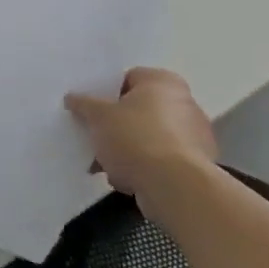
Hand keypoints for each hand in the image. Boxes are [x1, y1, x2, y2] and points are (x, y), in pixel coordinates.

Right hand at [66, 68, 217, 215]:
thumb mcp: (98, 116)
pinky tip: (125, 179)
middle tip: (95, 136)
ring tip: (105, 164)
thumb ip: (83, 104)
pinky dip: (145, 168)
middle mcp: (184, 103)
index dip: (106, 93)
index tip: (91, 110)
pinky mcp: (196, 168)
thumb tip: (72, 98)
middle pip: (139, 110)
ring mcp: (194, 137)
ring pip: (148, 138)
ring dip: (127, 150)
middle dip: (115, 125)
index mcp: (163, 82)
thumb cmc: (136, 139)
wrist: (175, 189)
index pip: (128, 78)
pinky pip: (161, 161)